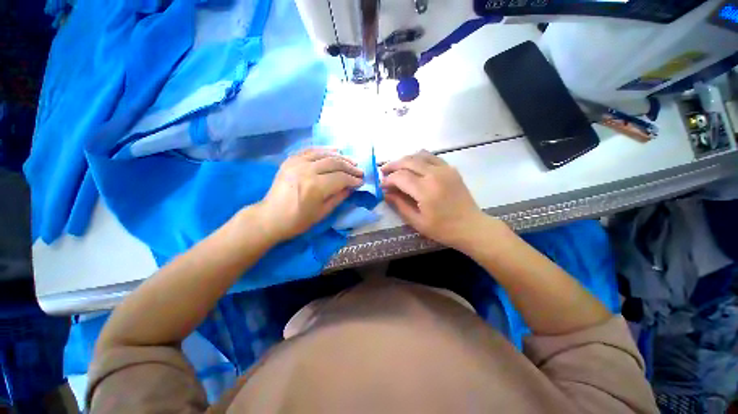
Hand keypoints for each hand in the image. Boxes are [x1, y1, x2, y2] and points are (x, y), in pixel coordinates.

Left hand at [256, 148, 363, 241]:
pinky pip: (310, 150)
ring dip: (340, 157)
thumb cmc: (298, 220)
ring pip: (324, 154)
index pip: (341, 178)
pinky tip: (334, 152)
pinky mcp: (290, 160)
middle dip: (350, 167)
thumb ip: (339, 197)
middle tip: (359, 171)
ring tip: (351, 161)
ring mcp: (297, 163)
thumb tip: (352, 187)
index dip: (353, 179)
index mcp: (315, 187)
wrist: (270, 217)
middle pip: (334, 163)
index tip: (361, 181)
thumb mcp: (323, 212)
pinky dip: (324, 150)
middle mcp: (307, 170)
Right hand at [381, 150, 494, 248]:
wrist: (471, 227)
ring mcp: (445, 169)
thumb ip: (399, 205)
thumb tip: (386, 193)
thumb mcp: (417, 221)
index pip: (400, 177)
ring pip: (419, 155)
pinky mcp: (451, 169)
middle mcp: (435, 174)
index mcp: (426, 190)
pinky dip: (419, 158)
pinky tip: (413, 166)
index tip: (381, 185)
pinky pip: (431, 157)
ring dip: (405, 159)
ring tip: (396, 168)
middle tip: (383, 172)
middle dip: (392, 165)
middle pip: (408, 161)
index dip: (388, 180)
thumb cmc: (443, 229)